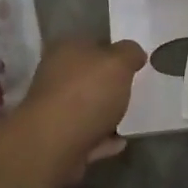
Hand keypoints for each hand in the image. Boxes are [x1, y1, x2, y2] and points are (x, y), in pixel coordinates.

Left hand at [17, 36, 147, 173]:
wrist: (53, 145)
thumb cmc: (87, 93)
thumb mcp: (119, 62)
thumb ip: (130, 53)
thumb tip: (135, 53)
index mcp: (66, 50)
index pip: (92, 42)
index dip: (113, 50)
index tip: (133, 63)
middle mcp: (55, 76)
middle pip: (87, 76)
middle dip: (108, 84)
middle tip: (133, 90)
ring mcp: (53, 110)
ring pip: (85, 107)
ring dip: (104, 113)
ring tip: (129, 117)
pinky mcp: (56, 141)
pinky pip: (86, 136)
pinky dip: (102, 138)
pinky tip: (120, 142)